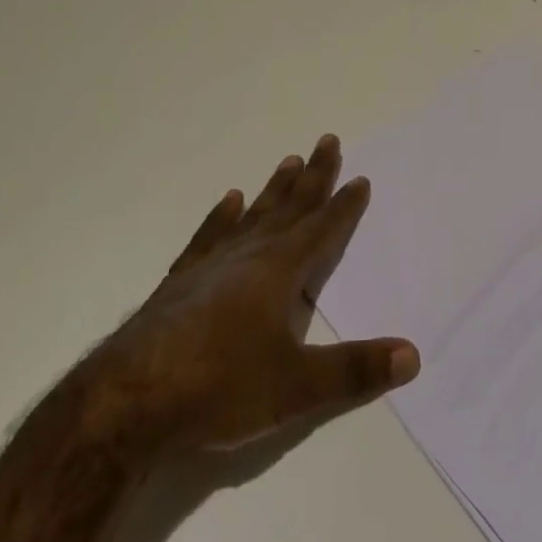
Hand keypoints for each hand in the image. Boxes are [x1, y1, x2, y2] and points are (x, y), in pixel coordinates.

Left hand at [73, 135, 418, 462]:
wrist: (128, 401)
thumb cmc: (220, 388)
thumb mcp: (296, 388)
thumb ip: (354, 371)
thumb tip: (413, 355)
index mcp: (280, 271)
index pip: (322, 229)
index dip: (344, 206)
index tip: (360, 178)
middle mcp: (250, 255)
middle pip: (291, 207)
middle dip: (314, 176)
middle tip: (328, 140)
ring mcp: (211, 264)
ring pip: (253, 214)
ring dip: (274, 189)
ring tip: (288, 160)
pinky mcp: (180, 281)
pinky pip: (208, 236)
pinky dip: (221, 217)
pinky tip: (228, 200)